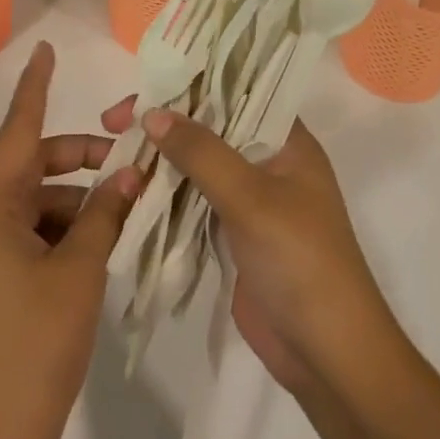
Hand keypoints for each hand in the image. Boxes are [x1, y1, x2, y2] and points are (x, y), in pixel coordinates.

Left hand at [0, 43, 141, 438]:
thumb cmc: (31, 351)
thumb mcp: (78, 275)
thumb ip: (105, 214)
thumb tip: (131, 172)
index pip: (16, 132)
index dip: (35, 89)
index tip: (47, 51)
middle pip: (27, 168)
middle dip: (78, 160)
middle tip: (128, 164)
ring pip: (29, 205)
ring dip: (74, 203)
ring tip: (122, 217)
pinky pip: (22, 236)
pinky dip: (58, 233)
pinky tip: (94, 251)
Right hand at [100, 100, 397, 397]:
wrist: (327, 354)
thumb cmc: (300, 261)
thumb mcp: (252, 198)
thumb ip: (202, 153)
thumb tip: (153, 113)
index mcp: (288, 141)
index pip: (236, 92)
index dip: (190, 84)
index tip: (143, 88)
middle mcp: (269, 161)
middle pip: (210, 128)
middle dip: (165, 123)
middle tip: (113, 124)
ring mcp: (251, 199)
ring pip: (198, 165)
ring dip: (160, 159)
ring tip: (112, 153)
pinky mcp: (233, 233)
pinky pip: (193, 201)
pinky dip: (165, 194)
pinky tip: (130, 190)